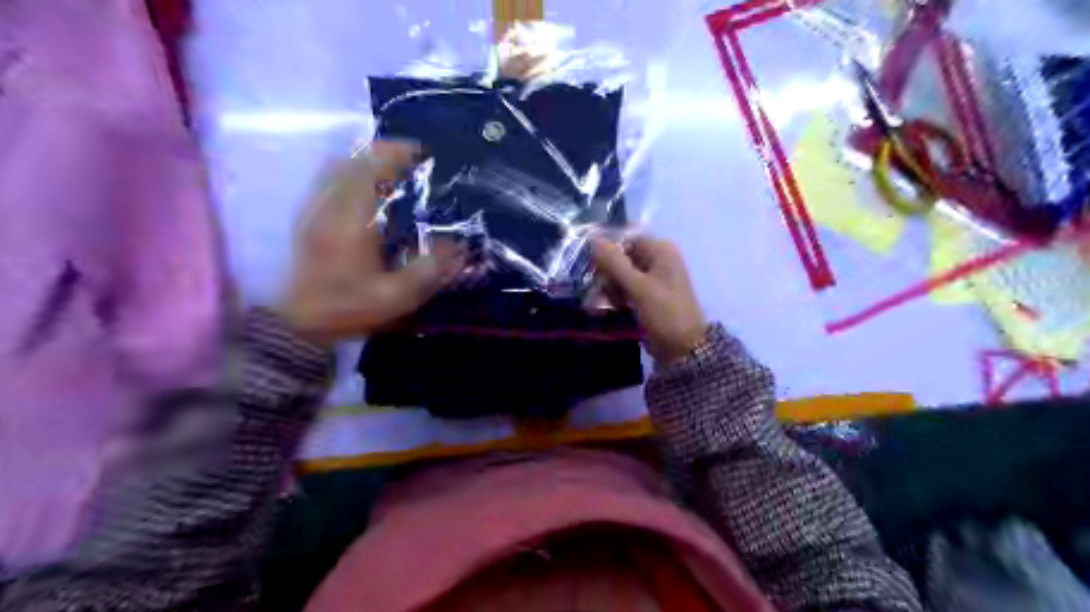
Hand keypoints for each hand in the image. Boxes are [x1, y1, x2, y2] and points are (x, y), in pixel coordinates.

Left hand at [278, 139, 460, 345]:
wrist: (293, 324)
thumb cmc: (344, 308)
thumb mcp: (395, 298)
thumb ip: (429, 270)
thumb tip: (458, 246)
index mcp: (353, 220)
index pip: (373, 168)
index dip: (399, 154)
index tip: (423, 154)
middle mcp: (330, 205)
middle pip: (353, 159)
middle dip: (383, 151)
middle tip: (412, 160)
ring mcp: (313, 209)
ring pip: (337, 166)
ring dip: (364, 159)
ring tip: (391, 170)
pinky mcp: (306, 218)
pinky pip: (328, 180)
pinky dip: (349, 173)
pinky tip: (364, 189)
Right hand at [594, 236, 712, 366]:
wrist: (684, 349)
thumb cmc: (665, 313)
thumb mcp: (638, 287)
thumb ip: (614, 262)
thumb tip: (592, 238)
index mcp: (661, 250)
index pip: (625, 240)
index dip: (608, 253)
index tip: (595, 270)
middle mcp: (658, 259)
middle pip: (622, 258)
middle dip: (608, 275)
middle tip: (602, 292)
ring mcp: (654, 278)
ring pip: (621, 275)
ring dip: (610, 289)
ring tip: (608, 305)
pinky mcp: (648, 296)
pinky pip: (626, 289)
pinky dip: (618, 297)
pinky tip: (613, 309)